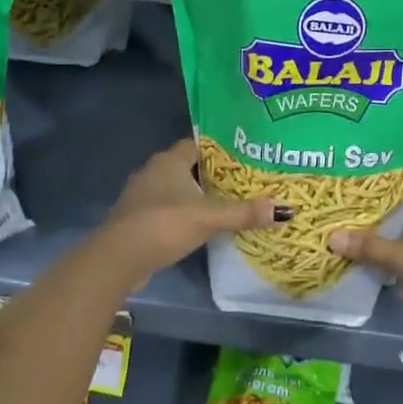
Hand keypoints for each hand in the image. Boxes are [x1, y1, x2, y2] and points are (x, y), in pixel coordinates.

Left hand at [95, 139, 280, 288]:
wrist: (117, 259)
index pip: (198, 144)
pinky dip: (185, 214)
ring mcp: (142, 196)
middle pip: (189, 166)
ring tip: (228, 202)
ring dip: (198, 195)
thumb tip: (285, 210)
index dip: (221, 148)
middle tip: (244, 180)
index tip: (245, 155)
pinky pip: (168, 209)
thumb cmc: (163, 225)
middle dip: (213, 173)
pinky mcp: (138, 219)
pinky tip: (203, 225)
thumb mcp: (208, 217)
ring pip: (177, 189)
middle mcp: (153, 172)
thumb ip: (244, 213)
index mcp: (168, 160)